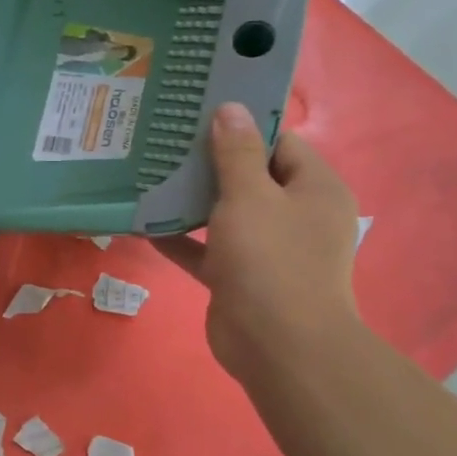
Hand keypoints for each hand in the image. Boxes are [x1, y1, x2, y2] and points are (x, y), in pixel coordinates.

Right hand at [155, 102, 361, 381]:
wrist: (278, 346)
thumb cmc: (271, 260)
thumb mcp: (250, 196)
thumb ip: (237, 152)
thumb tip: (230, 108)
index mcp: (313, 188)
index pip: (279, 142)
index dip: (243, 125)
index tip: (200, 112)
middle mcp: (294, 214)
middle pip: (249, 177)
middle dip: (208, 162)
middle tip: (165, 140)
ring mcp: (267, 248)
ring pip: (225, 213)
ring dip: (191, 200)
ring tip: (149, 174)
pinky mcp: (239, 276)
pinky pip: (207, 249)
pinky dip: (181, 239)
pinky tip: (143, 224)